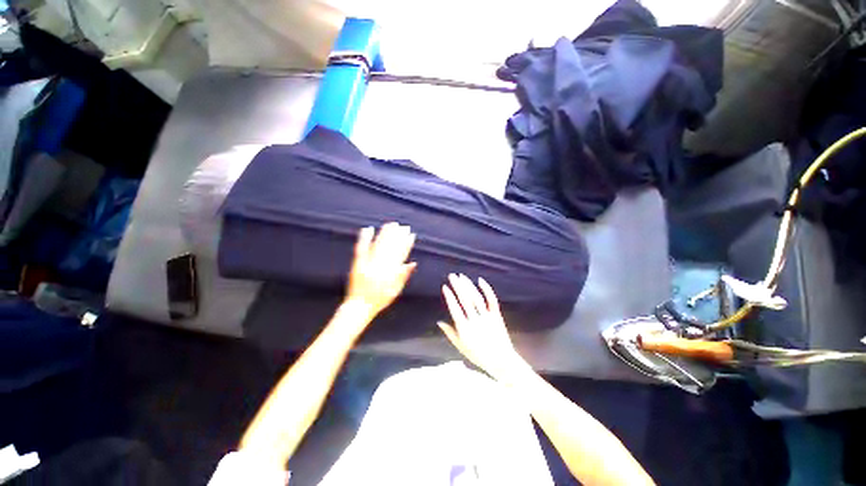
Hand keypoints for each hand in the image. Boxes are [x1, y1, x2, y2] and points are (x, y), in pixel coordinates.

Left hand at [346, 223, 416, 316]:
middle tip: (403, 226)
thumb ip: (403, 276)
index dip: (407, 244)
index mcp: (390, 273)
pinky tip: (368, 229)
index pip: (401, 254)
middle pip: (390, 247)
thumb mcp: (395, 291)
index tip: (411, 235)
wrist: (359, 306)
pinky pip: (361, 248)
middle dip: (398, 236)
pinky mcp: (357, 263)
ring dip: (385, 234)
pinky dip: (364, 238)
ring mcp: (368, 264)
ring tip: (390, 225)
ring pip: (378, 245)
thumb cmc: (378, 300)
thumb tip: (412, 263)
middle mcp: (380, 266)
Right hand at [439, 274, 527, 380]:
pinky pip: (492, 300)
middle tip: (452, 275)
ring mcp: (487, 317)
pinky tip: (480, 280)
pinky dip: (487, 289)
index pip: (455, 309)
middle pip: (465, 300)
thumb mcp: (461, 347)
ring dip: (468, 285)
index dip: (450, 297)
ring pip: (476, 297)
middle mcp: (475, 320)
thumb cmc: (479, 355)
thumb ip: (450, 333)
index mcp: (465, 328)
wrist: (502, 361)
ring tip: (462, 276)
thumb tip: (439, 321)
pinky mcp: (496, 315)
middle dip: (458, 286)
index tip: (445, 286)